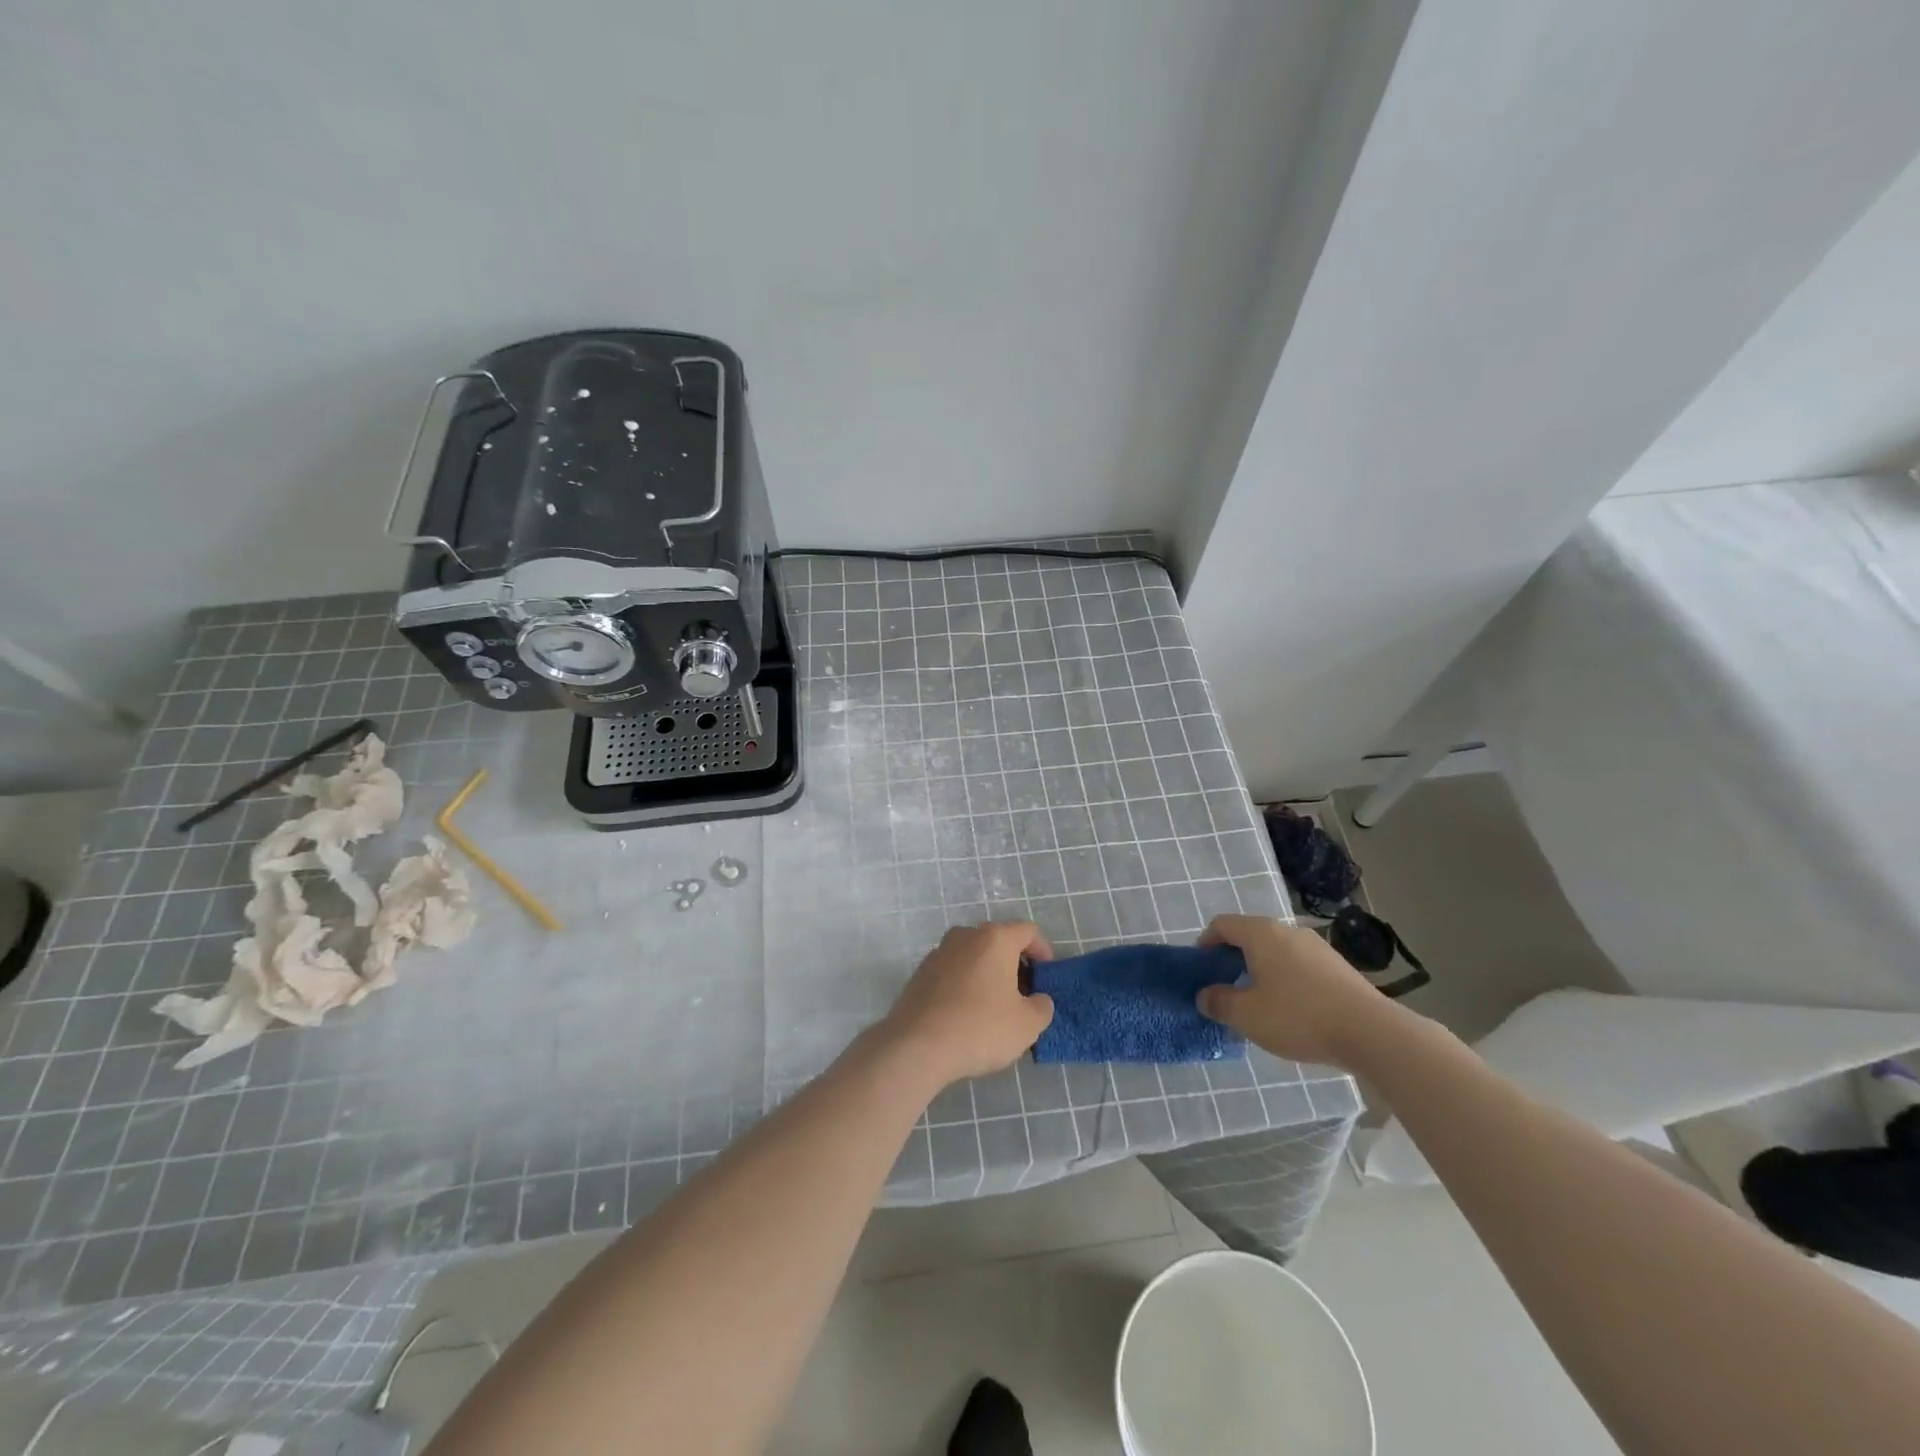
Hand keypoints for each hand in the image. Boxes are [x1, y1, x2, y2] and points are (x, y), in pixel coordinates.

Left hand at [877, 922, 1054, 1088]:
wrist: (916, 1045)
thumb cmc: (980, 1027)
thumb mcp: (1027, 1025)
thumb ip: (1042, 1006)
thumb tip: (1037, 999)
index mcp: (995, 938)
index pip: (1028, 932)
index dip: (1044, 952)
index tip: (1046, 979)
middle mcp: (966, 935)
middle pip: (1000, 941)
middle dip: (1016, 965)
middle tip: (1024, 996)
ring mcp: (939, 952)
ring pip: (975, 956)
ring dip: (989, 974)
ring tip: (996, 1008)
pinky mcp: (921, 972)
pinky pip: (954, 971)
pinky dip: (966, 984)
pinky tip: (968, 1015)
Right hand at [1195, 915, 1402, 1069]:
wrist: (1372, 1033)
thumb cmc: (1299, 1017)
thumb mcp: (1247, 1015)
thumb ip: (1219, 1003)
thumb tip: (1205, 996)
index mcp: (1261, 933)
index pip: (1222, 924)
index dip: (1205, 943)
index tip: (1202, 969)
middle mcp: (1288, 931)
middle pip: (1250, 936)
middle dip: (1233, 959)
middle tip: (1227, 988)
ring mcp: (1317, 946)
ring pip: (1276, 951)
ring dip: (1261, 970)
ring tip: (1260, 1003)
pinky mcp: (1338, 966)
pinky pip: (1299, 965)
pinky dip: (1286, 979)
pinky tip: (1292, 1010)